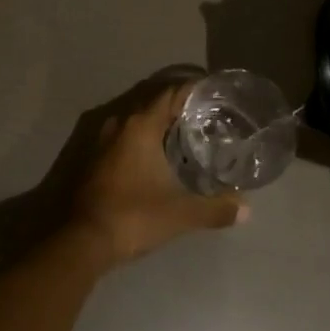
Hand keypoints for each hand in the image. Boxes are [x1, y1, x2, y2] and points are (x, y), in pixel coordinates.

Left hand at [69, 83, 247, 266]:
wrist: (83, 240)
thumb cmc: (133, 216)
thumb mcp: (180, 214)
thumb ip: (214, 208)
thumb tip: (246, 210)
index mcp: (141, 124)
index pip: (171, 93)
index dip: (193, 90)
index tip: (214, 94)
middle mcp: (121, 123)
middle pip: (154, 102)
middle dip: (179, 105)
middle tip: (207, 115)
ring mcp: (103, 138)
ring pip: (138, 119)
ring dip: (159, 122)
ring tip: (187, 133)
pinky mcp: (95, 156)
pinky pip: (126, 135)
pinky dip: (144, 137)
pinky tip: (159, 155)